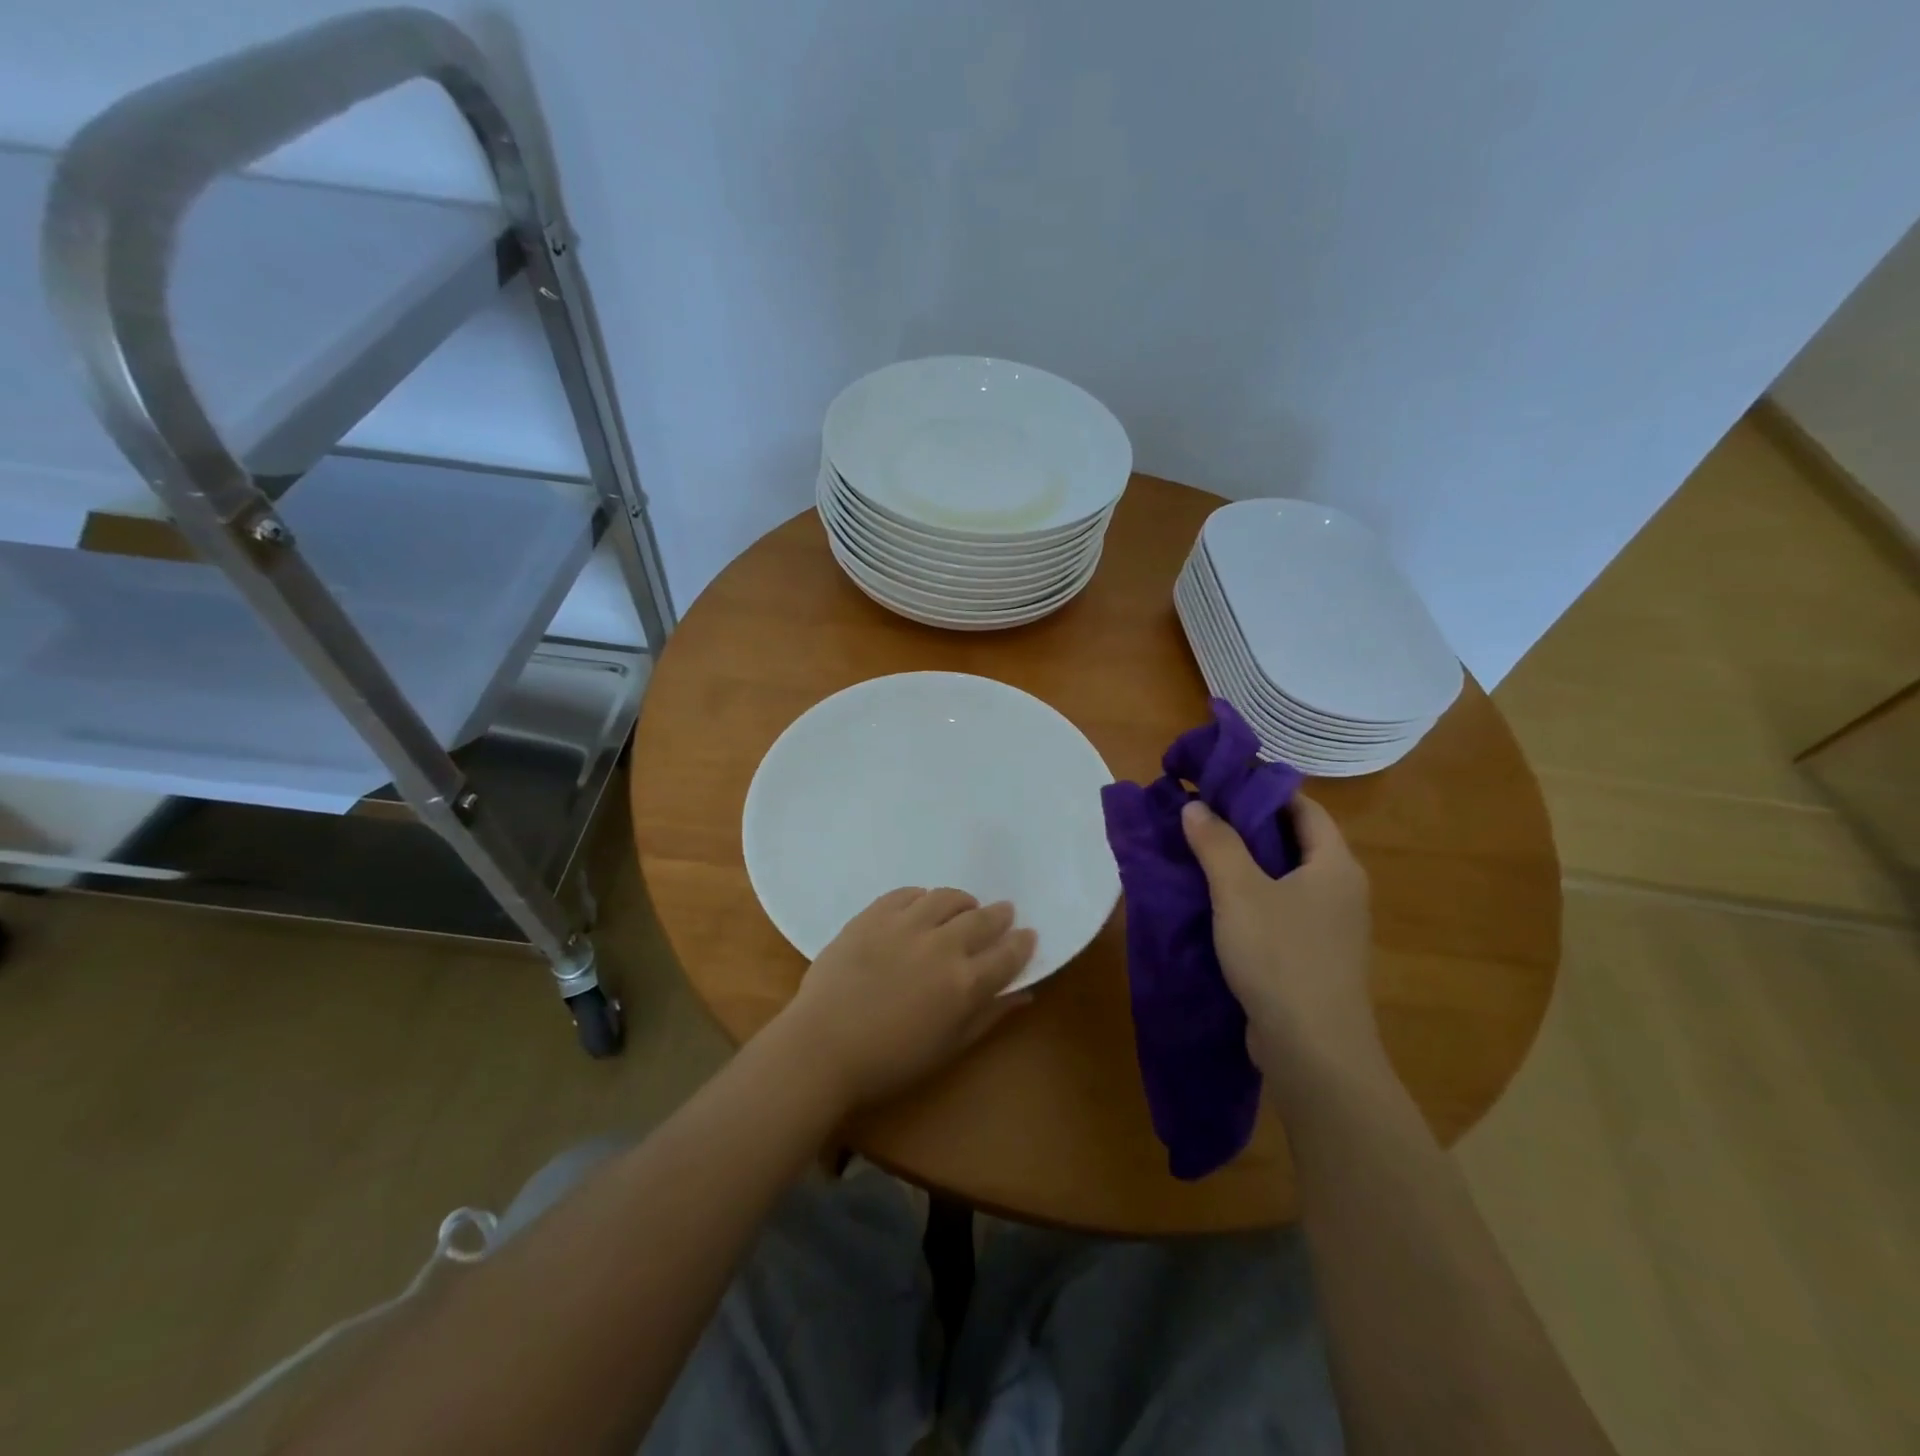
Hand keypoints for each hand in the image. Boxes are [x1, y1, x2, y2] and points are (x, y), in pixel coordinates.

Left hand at [778, 887, 1036, 1114]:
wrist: (822, 1047)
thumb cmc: (889, 1061)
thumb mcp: (948, 1048)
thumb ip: (989, 1017)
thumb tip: (1025, 995)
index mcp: (964, 984)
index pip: (1008, 954)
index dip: (1022, 943)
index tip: (1027, 935)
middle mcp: (942, 946)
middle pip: (982, 919)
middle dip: (999, 915)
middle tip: (1003, 912)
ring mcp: (906, 925)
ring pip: (946, 897)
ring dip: (963, 901)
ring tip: (964, 907)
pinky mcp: (874, 914)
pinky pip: (907, 893)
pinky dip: (922, 897)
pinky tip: (922, 905)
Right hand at [1181, 796, 1379, 1091]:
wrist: (1313, 1052)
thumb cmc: (1281, 957)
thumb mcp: (1239, 892)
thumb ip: (1216, 843)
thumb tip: (1195, 805)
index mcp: (1335, 864)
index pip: (1303, 807)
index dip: (1262, 790)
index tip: (1219, 783)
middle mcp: (1340, 890)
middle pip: (1293, 841)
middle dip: (1247, 825)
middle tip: (1199, 815)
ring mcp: (1329, 927)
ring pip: (1284, 878)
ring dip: (1245, 864)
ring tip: (1197, 853)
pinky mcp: (1313, 957)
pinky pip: (1280, 910)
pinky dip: (1249, 898)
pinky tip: (1214, 903)